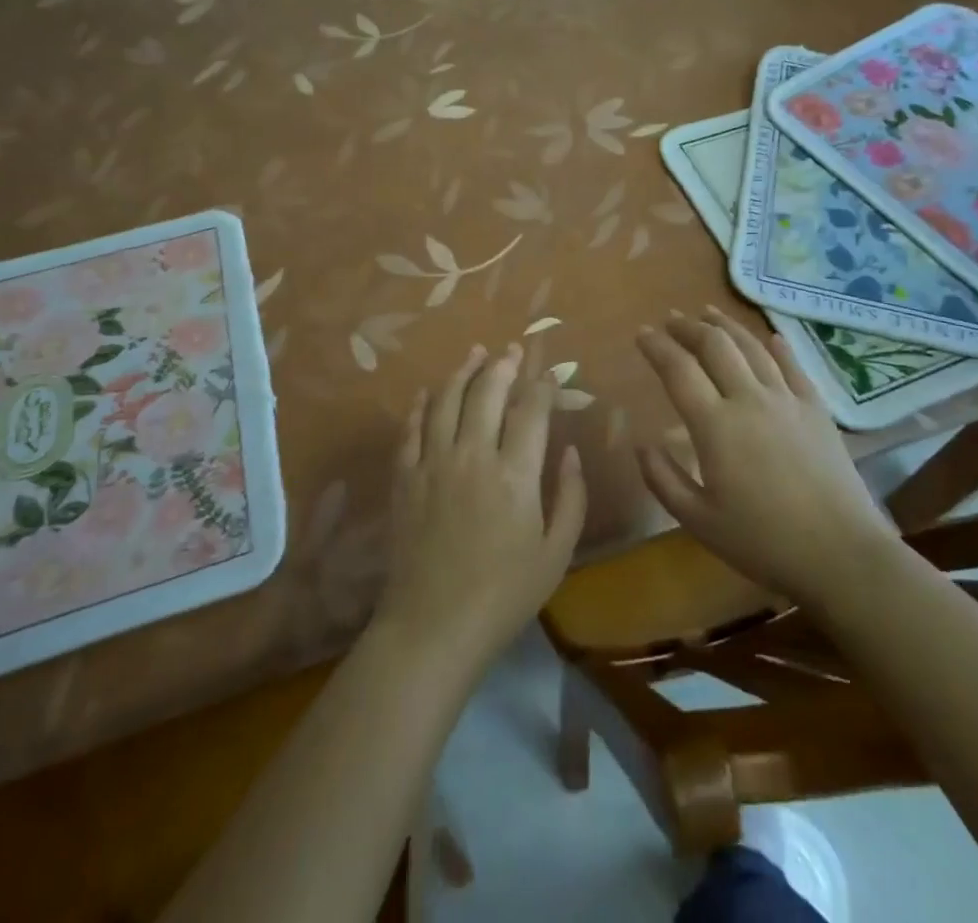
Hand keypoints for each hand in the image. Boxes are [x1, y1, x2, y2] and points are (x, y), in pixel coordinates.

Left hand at [376, 344, 587, 676]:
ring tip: (474, 353)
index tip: (550, 373)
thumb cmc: (503, 596)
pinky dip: (421, 406)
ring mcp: (433, 464)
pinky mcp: (405, 478)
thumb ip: (570, 498)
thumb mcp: (555, 554)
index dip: (542, 386)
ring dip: (462, 372)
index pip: (531, 412)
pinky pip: (411, 429)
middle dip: (503, 366)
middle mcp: (472, 456)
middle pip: (487, 393)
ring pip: (446, 401)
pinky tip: (428, 393)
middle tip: (511, 350)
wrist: (432, 627)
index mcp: (515, 474)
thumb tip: (572, 452)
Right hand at [636, 308, 895, 607]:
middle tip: (671, 319)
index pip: (678, 370)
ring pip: (752, 347)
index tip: (641, 333)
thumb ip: (663, 479)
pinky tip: (770, 337)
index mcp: (715, 426)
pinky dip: (777, 347)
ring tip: (707, 313)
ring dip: (725, 326)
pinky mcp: (817, 409)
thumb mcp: (699, 521)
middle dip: (688, 327)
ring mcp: (787, 400)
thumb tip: (641, 444)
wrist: (842, 554)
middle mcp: (749, 400)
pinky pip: (793, 366)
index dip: (656, 347)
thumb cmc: (764, 541)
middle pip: (715, 346)